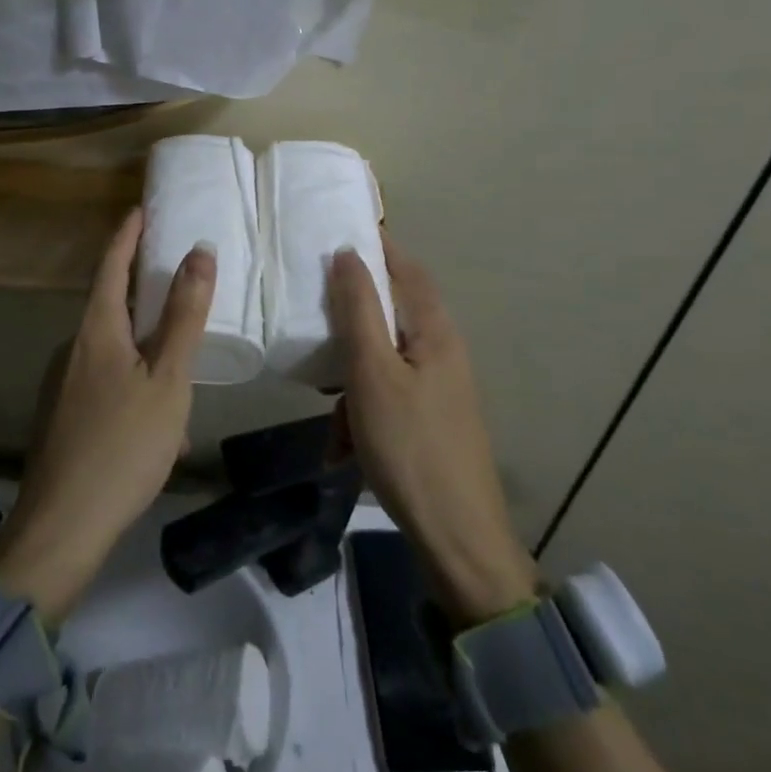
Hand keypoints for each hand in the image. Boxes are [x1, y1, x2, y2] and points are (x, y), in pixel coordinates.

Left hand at [0, 208, 213, 619]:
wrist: (61, 529)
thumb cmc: (122, 446)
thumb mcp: (167, 379)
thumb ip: (183, 316)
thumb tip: (199, 252)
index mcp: (95, 330)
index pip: (111, 264)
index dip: (127, 234)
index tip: (141, 209)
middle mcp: (72, 349)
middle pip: (110, 306)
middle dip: (143, 294)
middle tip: (178, 287)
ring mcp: (61, 385)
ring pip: (112, 354)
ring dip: (146, 357)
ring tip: (182, 386)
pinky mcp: (61, 418)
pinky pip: (104, 386)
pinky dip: (134, 391)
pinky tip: (159, 434)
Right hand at [329, 235, 539, 626]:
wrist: (458, 539)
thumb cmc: (410, 445)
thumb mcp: (372, 372)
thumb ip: (358, 309)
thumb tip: (347, 252)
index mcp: (434, 330)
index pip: (405, 266)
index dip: (375, 245)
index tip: (334, 232)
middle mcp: (441, 350)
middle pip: (389, 313)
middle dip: (349, 324)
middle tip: (312, 324)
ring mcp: (438, 387)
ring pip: (381, 360)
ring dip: (350, 380)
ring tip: (330, 415)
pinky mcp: (429, 418)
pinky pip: (386, 396)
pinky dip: (361, 412)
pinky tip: (343, 448)